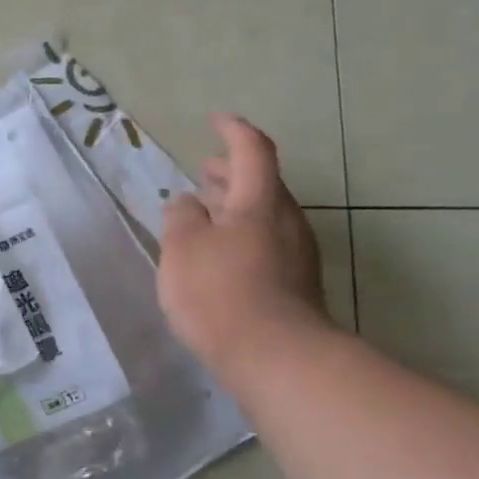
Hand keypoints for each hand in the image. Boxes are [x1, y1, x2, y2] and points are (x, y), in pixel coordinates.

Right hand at [158, 115, 329, 378]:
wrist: (276, 358)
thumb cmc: (220, 292)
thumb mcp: (183, 248)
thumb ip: (181, 217)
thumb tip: (188, 202)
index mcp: (259, 202)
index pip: (252, 150)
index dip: (234, 131)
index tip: (217, 120)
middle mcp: (286, 220)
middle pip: (262, 184)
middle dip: (232, 174)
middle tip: (206, 171)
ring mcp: (297, 255)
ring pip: (265, 216)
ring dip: (236, 207)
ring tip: (207, 213)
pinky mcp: (296, 285)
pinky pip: (267, 244)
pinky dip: (242, 236)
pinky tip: (221, 256)